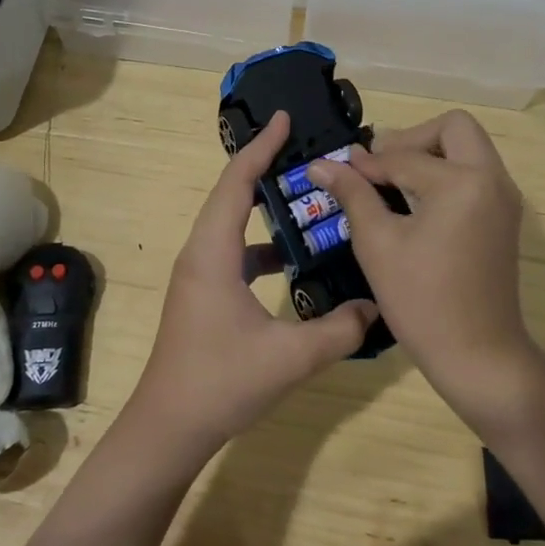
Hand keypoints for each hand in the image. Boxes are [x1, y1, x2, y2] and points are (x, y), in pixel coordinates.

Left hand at [127, 111, 378, 457]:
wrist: (168, 427)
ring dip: (264, 206)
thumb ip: (338, 330)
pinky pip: (233, 251)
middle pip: (231, 194)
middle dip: (265, 167)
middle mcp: (200, 253)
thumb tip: (376, 306)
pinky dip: (262, 244)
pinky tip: (293, 260)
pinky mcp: (203, 294)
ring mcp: (199, 274)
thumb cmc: (220, 382)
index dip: (261, 147)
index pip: (237, 182)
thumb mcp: (289, 357)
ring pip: (232, 224)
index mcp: (213, 252)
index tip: (284, 118)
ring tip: (307, 197)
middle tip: (304, 150)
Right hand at [310, 110, 538, 425]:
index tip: (338, 169)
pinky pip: (476, 173)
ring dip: (430, 153)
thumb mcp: (377, 244)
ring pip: (468, 148)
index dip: (367, 164)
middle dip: (412, 139)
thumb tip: (321, 164)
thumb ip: (352, 194)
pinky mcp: (504, 217)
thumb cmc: (422, 301)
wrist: (479, 357)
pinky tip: (415, 202)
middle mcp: (492, 179)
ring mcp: (504, 198)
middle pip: (453, 128)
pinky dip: (446, 173)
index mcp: (462, 182)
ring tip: (392, 183)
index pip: (404, 157)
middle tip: (379, 167)